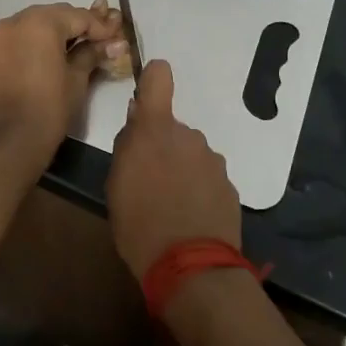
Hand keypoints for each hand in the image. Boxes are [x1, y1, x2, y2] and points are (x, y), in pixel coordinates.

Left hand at [0, 1, 122, 159]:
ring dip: (55, 32)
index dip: (101, 27)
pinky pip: (19, 37)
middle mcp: (16, 20)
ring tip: (76, 49)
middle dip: (77, 26)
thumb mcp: (77, 78)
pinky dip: (35, 42)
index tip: (116, 37)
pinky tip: (50, 57)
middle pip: (55, 15)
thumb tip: (116, 44)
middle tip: (99, 41)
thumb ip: (93, 53)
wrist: (8, 140)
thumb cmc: (49, 107)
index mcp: (41, 22)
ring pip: (34, 24)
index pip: (79, 16)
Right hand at [106, 60, 240, 280]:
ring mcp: (212, 160)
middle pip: (172, 128)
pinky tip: (190, 217)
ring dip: (181, 169)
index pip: (158, 77)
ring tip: (170, 205)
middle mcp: (188, 136)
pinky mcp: (229, 185)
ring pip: (191, 154)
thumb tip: (136, 121)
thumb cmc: (139, 224)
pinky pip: (207, 177)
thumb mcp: (116, 185)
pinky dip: (198, 189)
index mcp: (155, 130)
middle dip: (162, 146)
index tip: (145, 96)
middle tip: (149, 181)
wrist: (191, 268)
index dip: (152, 78)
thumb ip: (128, 146)